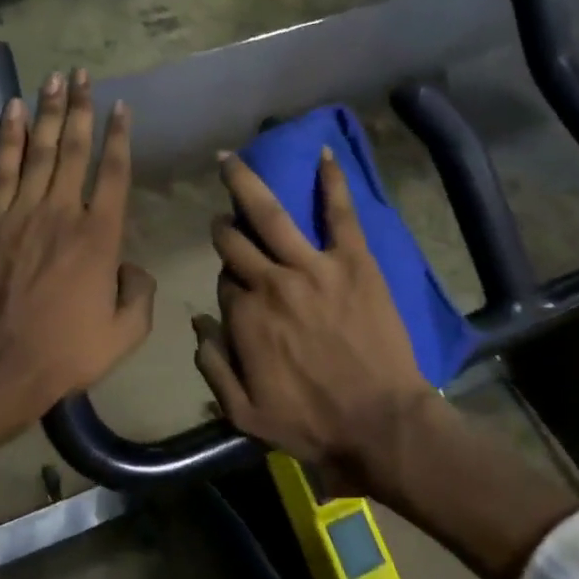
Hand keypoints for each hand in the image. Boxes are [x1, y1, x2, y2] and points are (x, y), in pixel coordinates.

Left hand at [0, 67, 155, 422]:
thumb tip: (129, 265)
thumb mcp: (127, 330)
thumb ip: (139, 290)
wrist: (5, 365)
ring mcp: (23, 214)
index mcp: (101, 236)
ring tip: (55, 79)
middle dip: (82, 109)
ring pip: (40, 152)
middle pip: (75, 150)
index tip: (122, 107)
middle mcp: (63, 213)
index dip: (120, 137)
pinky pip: (2, 171)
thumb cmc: (71, 350)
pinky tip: (14, 112)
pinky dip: (9, 139)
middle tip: (83, 75)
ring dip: (49, 112)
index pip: (114, 173)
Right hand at [193, 148, 434, 491]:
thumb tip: (198, 324)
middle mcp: (270, 283)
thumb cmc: (311, 425)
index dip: (228, 284)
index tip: (236, 288)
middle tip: (225, 221)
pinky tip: (325, 154)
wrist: (380, 424)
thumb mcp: (243, 414)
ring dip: (246, 184)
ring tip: (232, 159)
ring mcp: (313, 268)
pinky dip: (332, 182)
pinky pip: (340, 214)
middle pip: (236, 243)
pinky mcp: (354, 262)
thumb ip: (212, 366)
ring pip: (271, 215)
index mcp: (244, 318)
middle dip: (225, 229)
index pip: (224, 284)